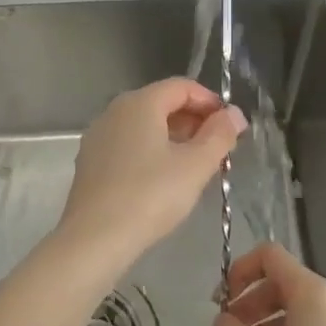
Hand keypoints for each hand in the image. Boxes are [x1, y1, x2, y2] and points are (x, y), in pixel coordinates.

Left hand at [58, 77, 245, 273]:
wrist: (94, 240)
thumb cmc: (150, 196)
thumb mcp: (196, 166)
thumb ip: (220, 135)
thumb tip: (234, 114)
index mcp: (140, 103)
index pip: (182, 86)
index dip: (210, 101)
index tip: (230, 126)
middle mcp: (114, 111)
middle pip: (161, 103)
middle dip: (193, 120)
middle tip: (217, 147)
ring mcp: (98, 136)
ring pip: (144, 125)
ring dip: (173, 137)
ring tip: (195, 165)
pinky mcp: (91, 162)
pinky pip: (128, 144)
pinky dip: (151, 151)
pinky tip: (163, 179)